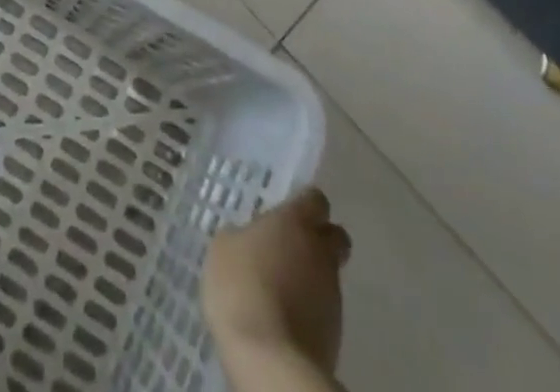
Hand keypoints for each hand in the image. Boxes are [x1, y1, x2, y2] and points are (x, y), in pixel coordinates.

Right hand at [202, 187, 351, 371]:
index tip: (289, 212)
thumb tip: (249, 239)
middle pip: (335, 236)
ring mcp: (332, 294)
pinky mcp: (336, 333)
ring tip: (282, 290)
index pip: (315, 199)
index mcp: (295, 222)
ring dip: (312, 277)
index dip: (305, 204)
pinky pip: (324, 309)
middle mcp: (320, 252)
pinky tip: (285, 318)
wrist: (270, 359)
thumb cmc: (241, 287)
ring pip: (329, 274)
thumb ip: (242, 236)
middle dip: (321, 239)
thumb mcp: (223, 248)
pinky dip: (310, 309)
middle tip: (293, 248)